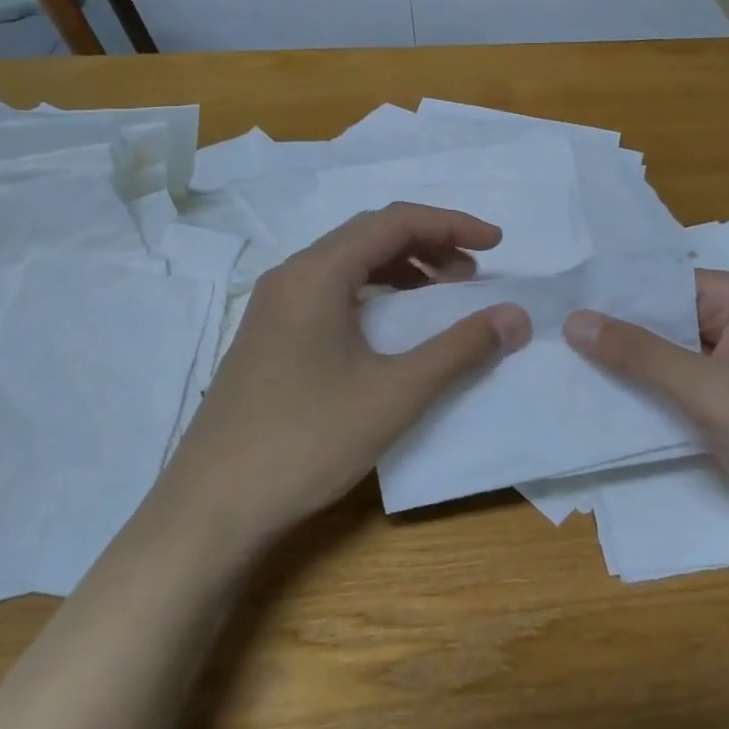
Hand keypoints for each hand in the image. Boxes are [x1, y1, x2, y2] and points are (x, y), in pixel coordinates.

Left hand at [154, 203, 531, 550]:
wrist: (213, 506)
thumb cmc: (307, 440)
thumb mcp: (395, 393)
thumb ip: (460, 349)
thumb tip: (515, 316)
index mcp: (317, 273)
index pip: (394, 222)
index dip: (452, 225)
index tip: (498, 244)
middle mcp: (291, 277)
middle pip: (369, 236)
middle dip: (429, 245)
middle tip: (473, 275)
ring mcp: (273, 308)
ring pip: (348, 266)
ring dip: (401, 271)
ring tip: (441, 297)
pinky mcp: (269, 338)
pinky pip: (330, 295)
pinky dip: (373, 297)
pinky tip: (392, 330)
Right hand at [564, 269, 728, 546]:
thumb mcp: (710, 389)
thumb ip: (641, 355)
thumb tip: (575, 321)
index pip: (660, 282)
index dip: (612, 291)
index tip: (556, 296)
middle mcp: (727, 324)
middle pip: (656, 318)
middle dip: (609, 329)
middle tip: (542, 329)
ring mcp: (720, 367)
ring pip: (657, 355)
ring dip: (617, 363)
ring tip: (551, 357)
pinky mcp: (714, 404)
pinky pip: (665, 387)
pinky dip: (635, 392)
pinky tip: (588, 394)